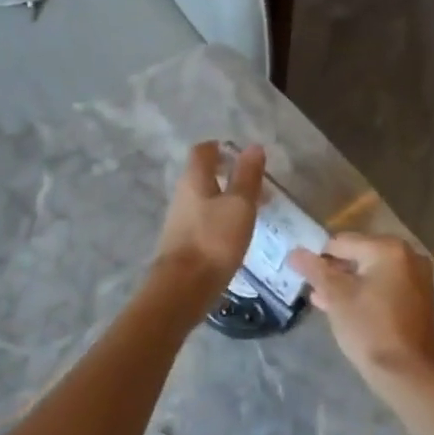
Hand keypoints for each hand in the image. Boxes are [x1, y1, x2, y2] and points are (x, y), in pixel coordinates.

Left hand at [153, 142, 264, 297]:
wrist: (183, 287)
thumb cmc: (214, 240)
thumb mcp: (239, 205)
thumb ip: (247, 176)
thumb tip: (253, 146)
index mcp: (194, 179)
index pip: (203, 151)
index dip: (220, 148)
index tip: (241, 154)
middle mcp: (182, 195)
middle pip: (202, 176)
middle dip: (227, 175)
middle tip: (254, 184)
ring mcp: (179, 221)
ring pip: (204, 200)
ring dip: (225, 199)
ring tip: (251, 210)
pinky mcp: (182, 243)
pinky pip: (203, 221)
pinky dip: (220, 219)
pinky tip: (235, 234)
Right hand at [287, 234, 433, 394]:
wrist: (406, 372)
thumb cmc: (369, 328)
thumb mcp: (336, 297)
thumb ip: (314, 270)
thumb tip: (295, 252)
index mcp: (388, 249)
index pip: (341, 242)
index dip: (318, 258)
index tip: (305, 278)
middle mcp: (408, 256)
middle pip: (358, 255)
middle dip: (335, 271)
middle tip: (315, 291)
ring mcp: (418, 277)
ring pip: (372, 272)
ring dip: (348, 284)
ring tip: (324, 301)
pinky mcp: (420, 298)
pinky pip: (386, 286)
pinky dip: (367, 293)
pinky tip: (347, 310)